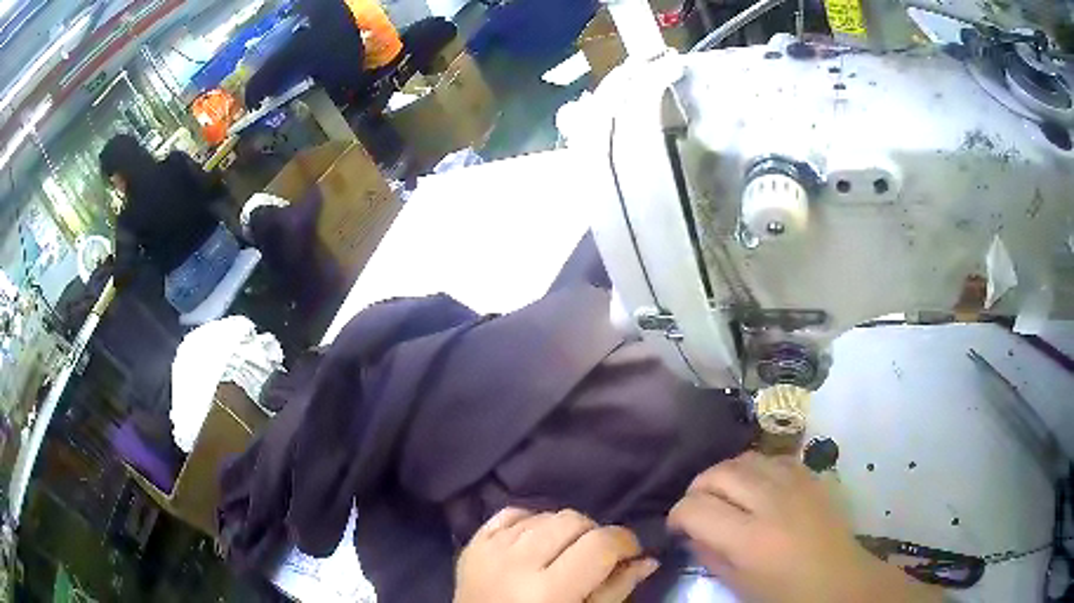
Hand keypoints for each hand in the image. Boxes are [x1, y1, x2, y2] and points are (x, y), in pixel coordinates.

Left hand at [454, 508, 658, 602]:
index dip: (625, 542)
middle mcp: (517, 563)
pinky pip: (512, 512)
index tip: (631, 553)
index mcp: (549, 590)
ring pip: (545, 514)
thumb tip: (648, 559)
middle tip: (595, 557)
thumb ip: (616, 590)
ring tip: (564, 554)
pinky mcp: (473, 542)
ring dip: (564, 530)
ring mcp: (491, 549)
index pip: (600, 543)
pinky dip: (531, 521)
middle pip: (573, 520)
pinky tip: (537, 542)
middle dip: (594, 534)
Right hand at [669, 452, 943, 602]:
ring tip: (726, 494)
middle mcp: (770, 502)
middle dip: (698, 489)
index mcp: (749, 539)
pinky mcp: (811, 475)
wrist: (837, 579)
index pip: (695, 508)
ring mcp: (794, 483)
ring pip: (744, 458)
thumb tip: (690, 531)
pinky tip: (757, 486)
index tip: (678, 526)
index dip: (678, 515)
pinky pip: (773, 457)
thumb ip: (709, 554)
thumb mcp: (738, 584)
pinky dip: (756, 468)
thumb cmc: (784, 592)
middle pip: (717, 473)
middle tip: (699, 508)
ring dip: (725, 475)